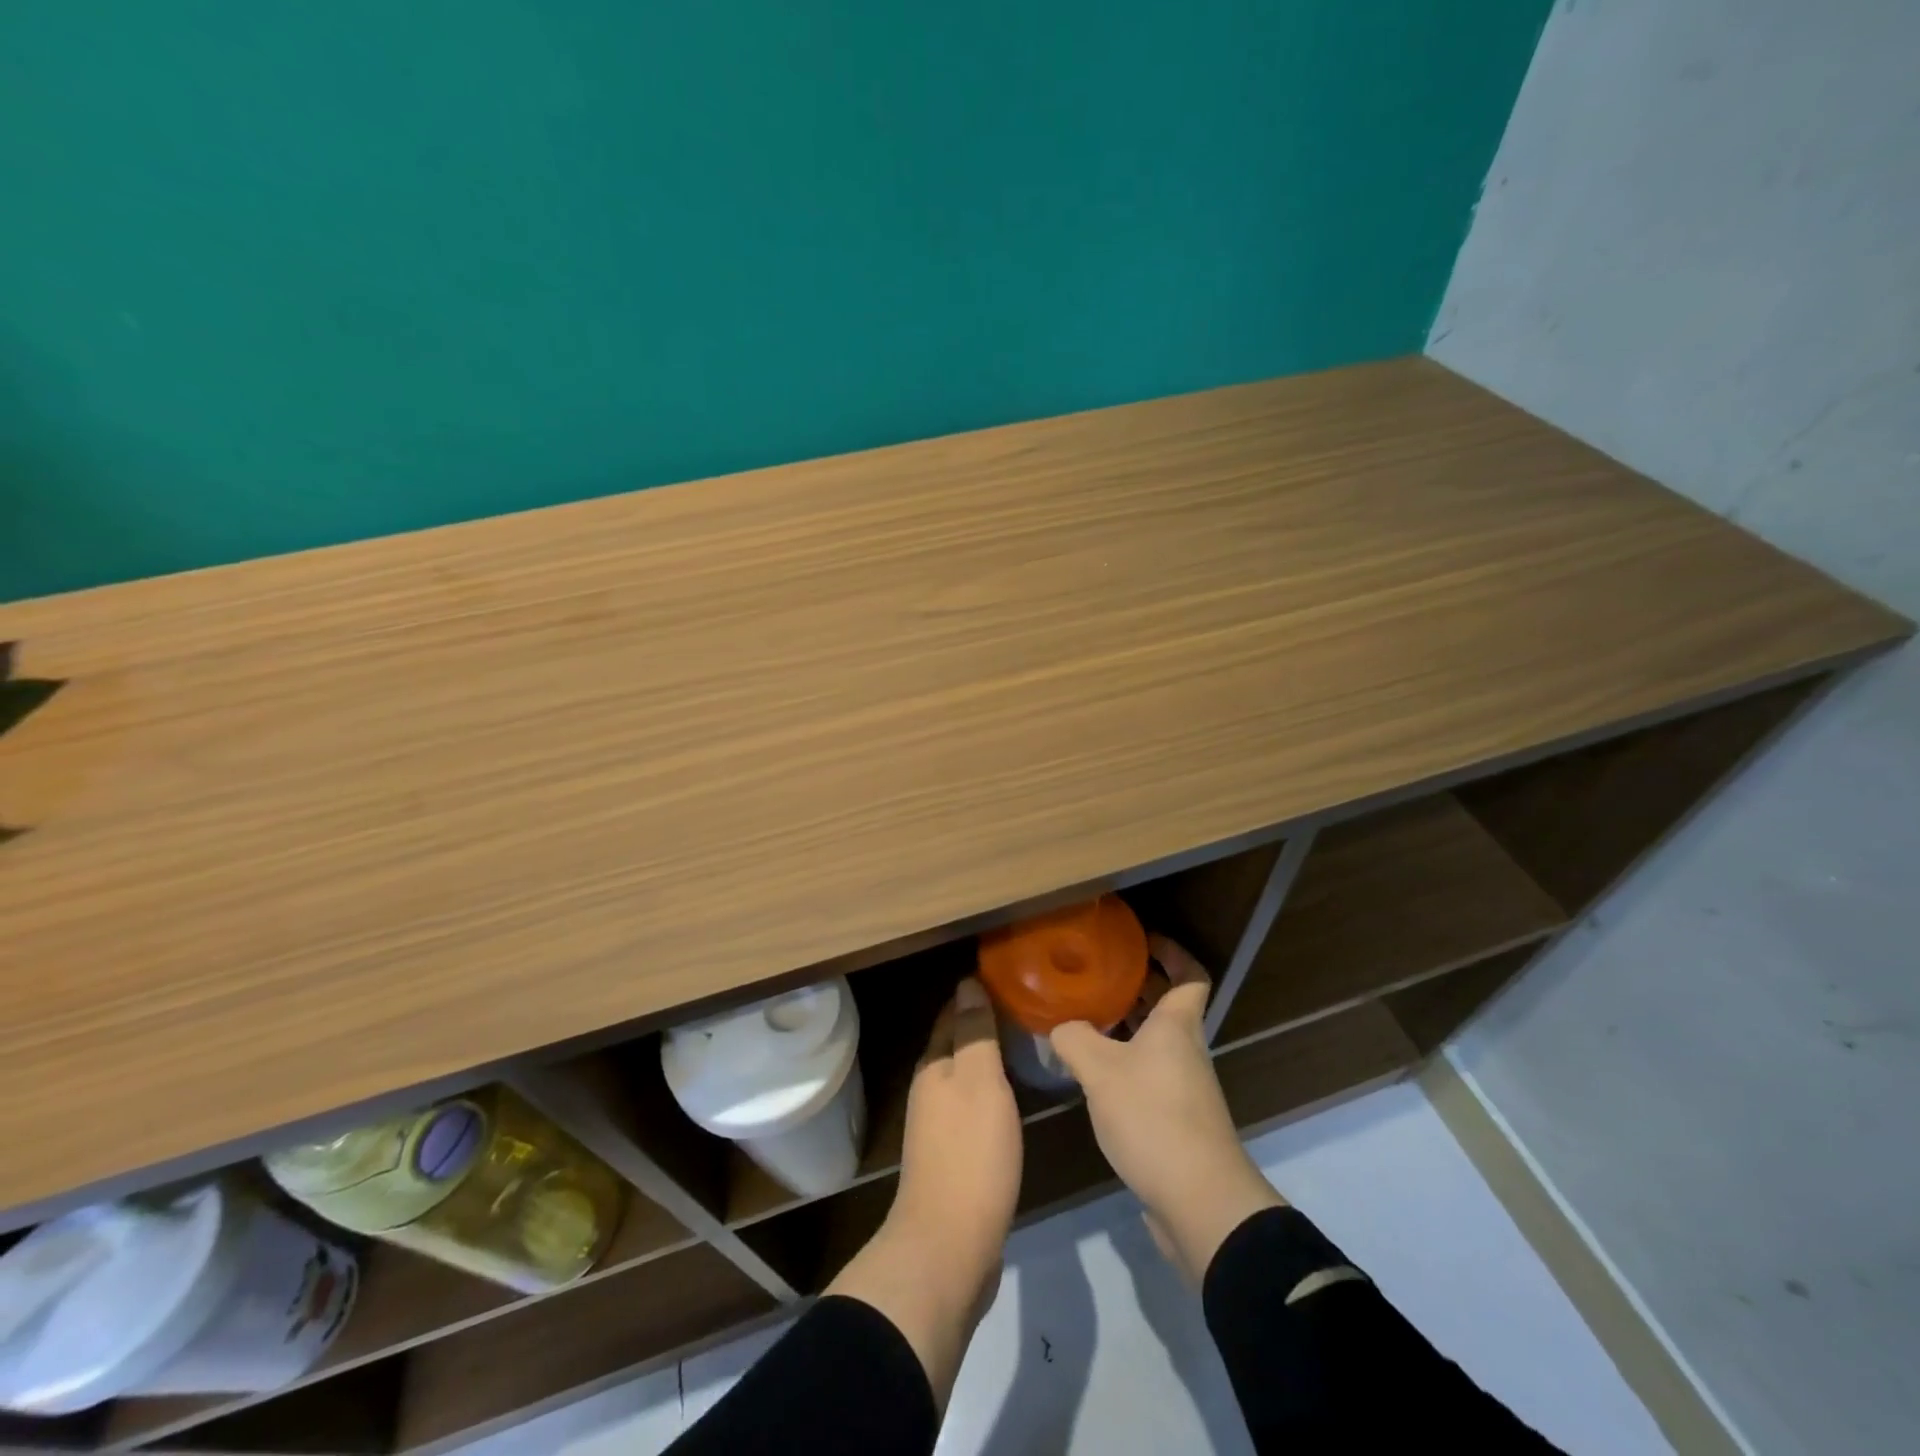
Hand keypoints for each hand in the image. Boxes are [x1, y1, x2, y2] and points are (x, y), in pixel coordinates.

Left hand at [826, 978, 1021, 1406]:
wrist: (949, 1248)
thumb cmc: (970, 1155)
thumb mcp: (979, 1082)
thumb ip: (975, 1032)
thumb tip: (967, 981)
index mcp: (934, 1067)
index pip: (952, 1014)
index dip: (975, 994)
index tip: (1009, 978)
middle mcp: (930, 1091)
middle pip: (956, 1045)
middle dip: (983, 1025)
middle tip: (1026, 1009)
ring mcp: (938, 1127)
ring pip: (965, 1078)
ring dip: (988, 1060)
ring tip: (1026, 1047)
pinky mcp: (953, 1159)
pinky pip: (973, 1109)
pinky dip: (991, 1093)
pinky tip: (1013, 1099)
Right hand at [1050, 935, 1282, 1284]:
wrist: (1199, 1201)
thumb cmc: (1154, 1117)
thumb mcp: (1099, 1070)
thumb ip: (1072, 1039)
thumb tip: (1057, 1026)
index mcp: (1177, 1025)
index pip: (1190, 975)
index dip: (1172, 952)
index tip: (1142, 940)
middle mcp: (1185, 1049)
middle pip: (1169, 1005)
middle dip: (1137, 985)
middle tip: (1097, 974)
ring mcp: (1184, 1086)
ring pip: (1156, 1041)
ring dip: (1127, 1025)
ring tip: (1084, 1017)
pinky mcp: (1176, 1119)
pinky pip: (1149, 1073)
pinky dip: (1125, 1062)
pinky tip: (1092, 1073)